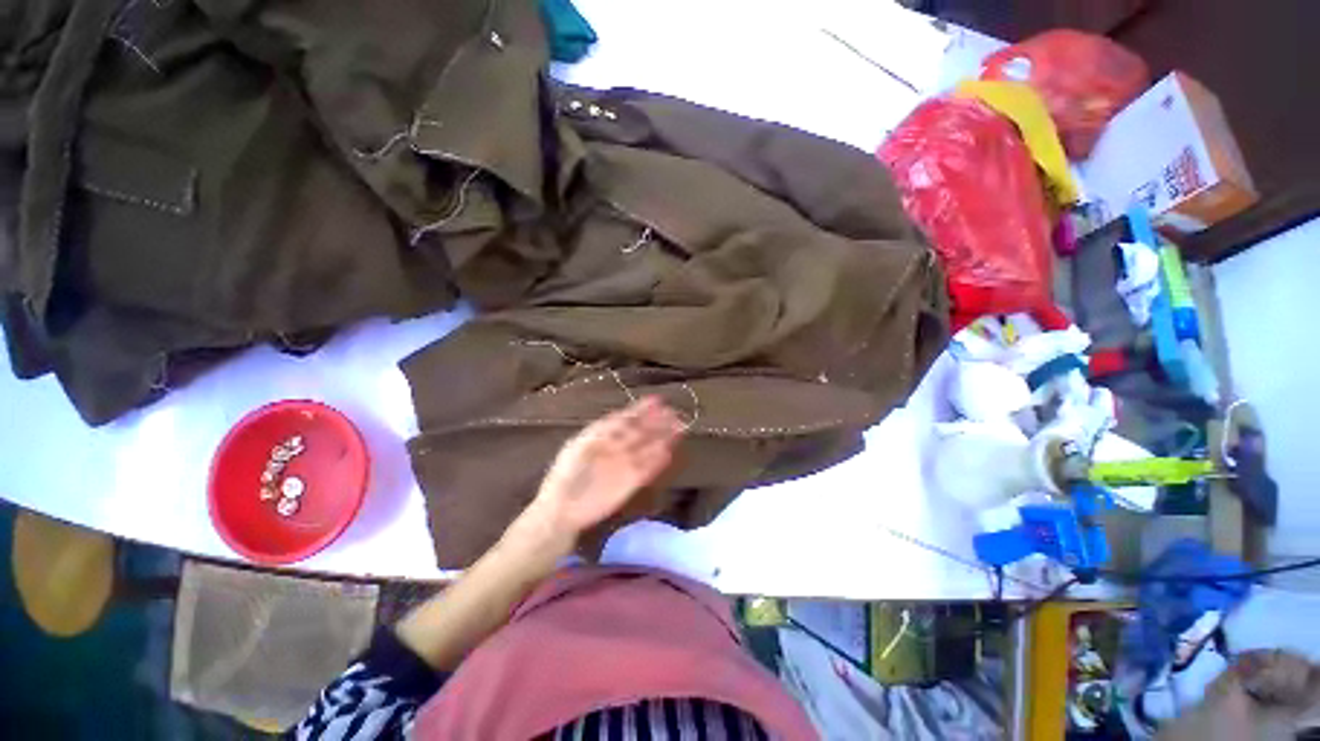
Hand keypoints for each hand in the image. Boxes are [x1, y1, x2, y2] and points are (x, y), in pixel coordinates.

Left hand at [525, 396, 683, 542]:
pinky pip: (648, 468)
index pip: (626, 419)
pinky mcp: (631, 482)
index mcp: (602, 436)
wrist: (563, 509)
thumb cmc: (567, 474)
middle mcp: (616, 447)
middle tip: (674, 413)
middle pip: (641, 431)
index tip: (658, 401)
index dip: (641, 410)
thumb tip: (624, 418)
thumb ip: (604, 432)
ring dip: (663, 438)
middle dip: (657, 422)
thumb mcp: (581, 446)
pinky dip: (658, 460)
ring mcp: (624, 464)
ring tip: (679, 427)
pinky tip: (669, 451)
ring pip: (648, 447)